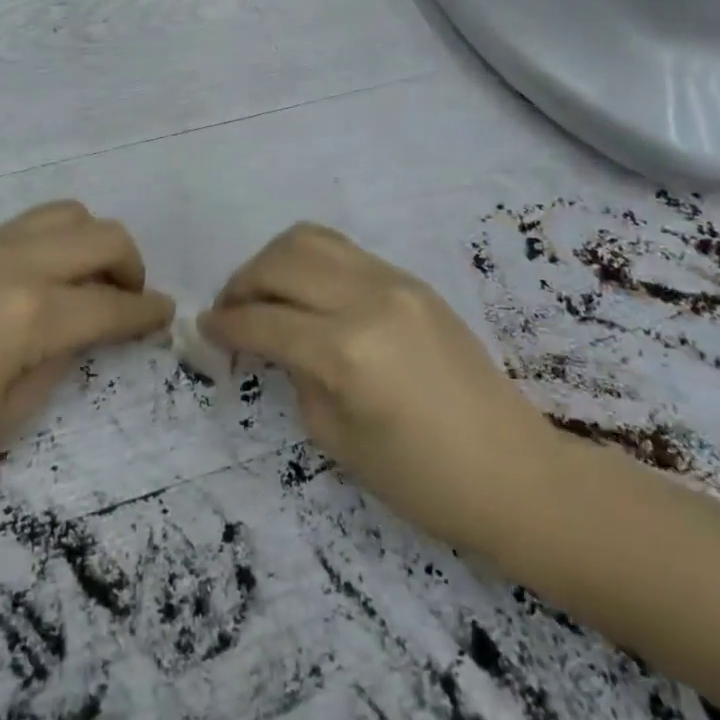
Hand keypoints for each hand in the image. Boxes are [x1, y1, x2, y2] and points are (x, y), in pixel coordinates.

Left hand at [0, 202, 173, 505]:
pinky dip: (54, 243)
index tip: (166, 317)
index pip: (110, 304)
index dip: (147, 313)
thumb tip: (84, 330)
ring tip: (86, 286)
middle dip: (130, 265)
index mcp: (29, 313)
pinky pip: (28, 225)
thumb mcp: (6, 417)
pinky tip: (41, 286)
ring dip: (92, 243)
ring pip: (66, 214)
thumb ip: (59, 361)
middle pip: (101, 234)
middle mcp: (13, 262)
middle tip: (127, 303)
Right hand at [202, 223, 556, 545]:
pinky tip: (306, 294)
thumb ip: (295, 374)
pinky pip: (343, 251)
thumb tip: (270, 340)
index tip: (204, 330)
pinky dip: (309, 262)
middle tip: (230, 312)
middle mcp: (366, 299)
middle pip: (279, 262)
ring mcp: (393, 281)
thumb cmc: (422, 480)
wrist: (515, 472)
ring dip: (273, 261)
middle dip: (241, 284)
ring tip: (264, 293)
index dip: (225, 325)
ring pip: (309, 239)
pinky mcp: (410, 280)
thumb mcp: (336, 437)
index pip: (263, 321)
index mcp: (346, 351)